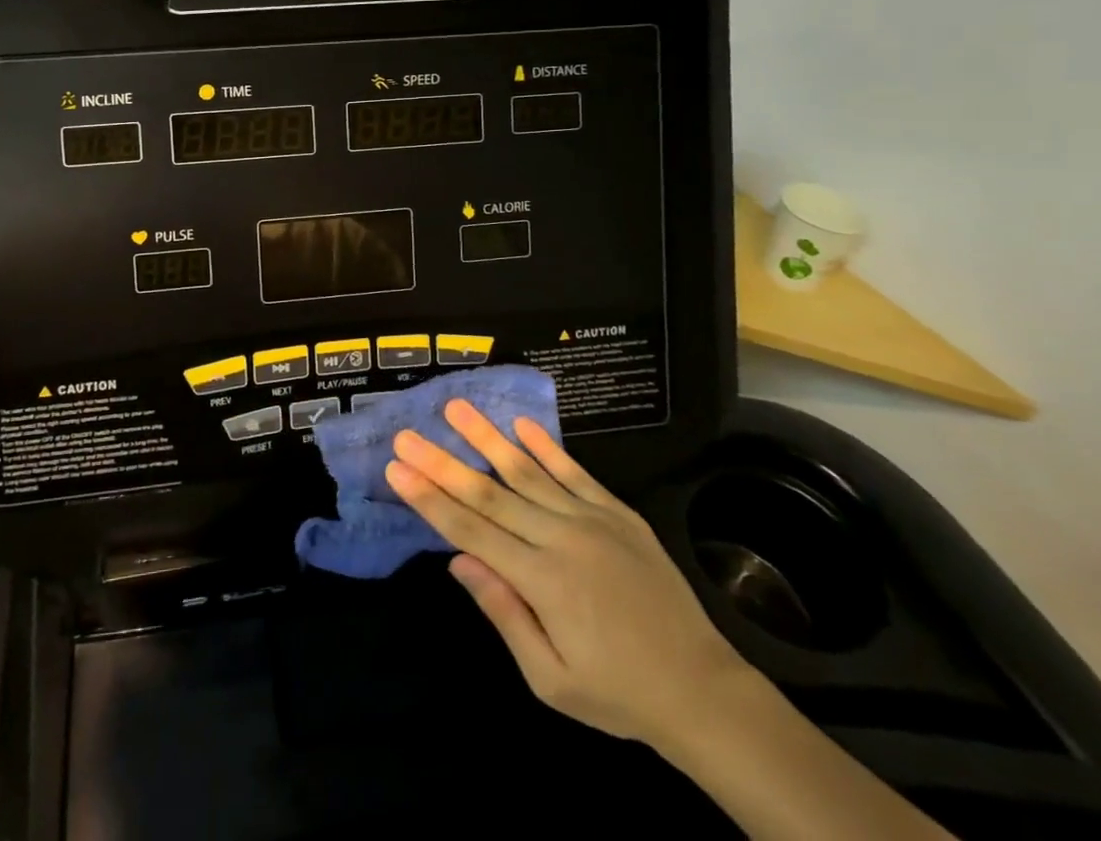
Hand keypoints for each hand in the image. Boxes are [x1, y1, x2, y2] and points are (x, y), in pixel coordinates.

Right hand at [387, 400, 751, 748]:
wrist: (703, 691)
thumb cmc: (618, 692)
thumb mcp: (552, 680)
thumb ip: (503, 614)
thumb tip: (458, 560)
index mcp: (541, 581)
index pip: (471, 529)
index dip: (430, 498)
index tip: (396, 469)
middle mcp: (560, 538)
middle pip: (489, 492)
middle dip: (442, 462)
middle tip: (407, 435)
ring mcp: (591, 520)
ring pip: (527, 470)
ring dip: (486, 437)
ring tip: (455, 407)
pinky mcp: (618, 512)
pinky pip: (575, 471)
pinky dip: (546, 446)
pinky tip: (521, 424)